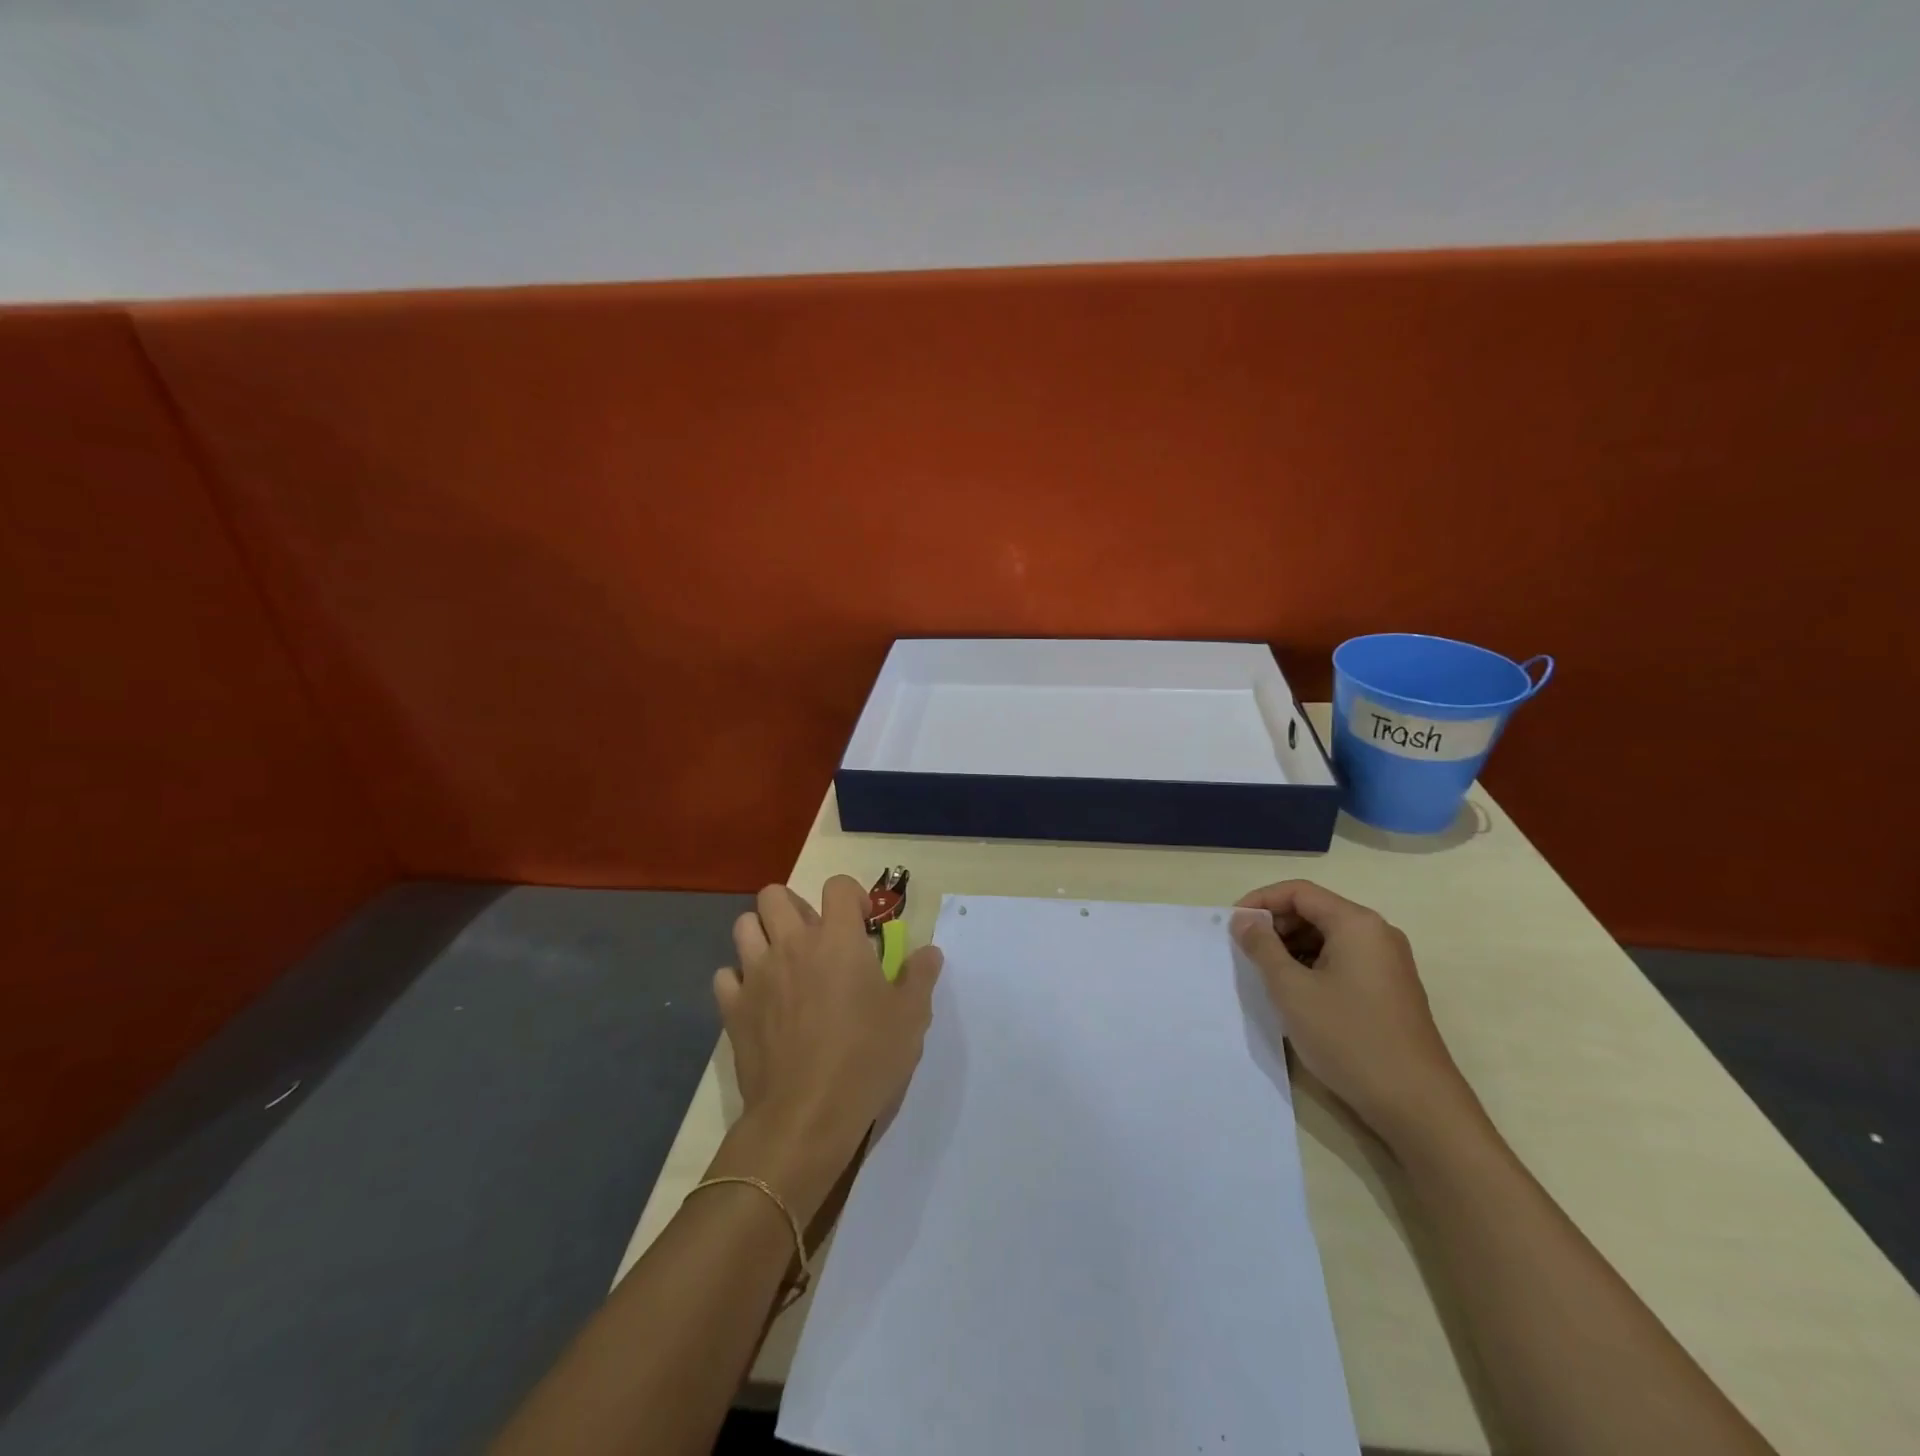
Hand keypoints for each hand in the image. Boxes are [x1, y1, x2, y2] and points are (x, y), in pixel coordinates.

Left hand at [715, 877, 942, 1174]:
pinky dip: (739, 980)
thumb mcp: (911, 1017)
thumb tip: (929, 951)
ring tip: (782, 961)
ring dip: (761, 935)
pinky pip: (725, 977)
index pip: (837, 885)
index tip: (862, 923)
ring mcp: (757, 974)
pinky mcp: (733, 1009)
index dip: (851, 896)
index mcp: (838, 939)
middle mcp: (792, 944)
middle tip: (814, 937)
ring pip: (743, 926)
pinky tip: (758, 999)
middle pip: (774, 895)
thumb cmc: (866, 1058)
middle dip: (794, 906)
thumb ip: (920, 976)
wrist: (807, 1115)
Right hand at [1231, 879, 1479, 1147]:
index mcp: (1357, 924)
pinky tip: (1296, 993)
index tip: (1233, 925)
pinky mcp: (1390, 990)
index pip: (1299, 892)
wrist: (1417, 1105)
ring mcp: (1388, 963)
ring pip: (1328, 937)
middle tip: (1245, 950)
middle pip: (1315, 911)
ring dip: (1292, 947)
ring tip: (1265, 974)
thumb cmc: (1349, 1038)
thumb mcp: (1292, 989)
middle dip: (1275, 925)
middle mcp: (1377, 934)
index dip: (1260, 901)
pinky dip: (1313, 966)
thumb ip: (1262, 947)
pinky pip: (1343, 960)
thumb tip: (1244, 919)